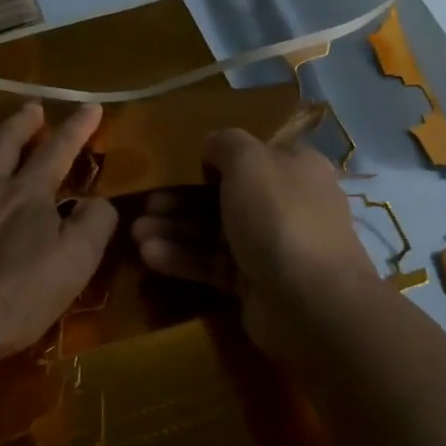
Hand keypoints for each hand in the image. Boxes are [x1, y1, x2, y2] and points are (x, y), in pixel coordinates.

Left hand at [0, 101, 116, 379]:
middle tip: (32, 108)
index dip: (77, 127)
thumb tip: (101, 202)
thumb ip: (95, 225)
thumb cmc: (17, 297)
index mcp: (27, 194)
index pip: (58, 150)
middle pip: (4, 143)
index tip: (91, 106)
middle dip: (22, 122)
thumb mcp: (76, 264)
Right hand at [132, 128, 377, 354]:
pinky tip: (149, 256)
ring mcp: (271, 246)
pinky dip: (184, 258)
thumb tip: (212, 142)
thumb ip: (226, 144)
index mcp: (294, 167)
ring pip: (215, 231)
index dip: (213, 156)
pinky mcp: (254, 284)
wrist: (310, 303)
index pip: (251, 154)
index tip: (174, 161)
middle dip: (182, 197)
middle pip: (226, 194)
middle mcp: (286, 203)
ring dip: (176, 229)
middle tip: (146, 202)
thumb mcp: (249, 161)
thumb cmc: (279, 216)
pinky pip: (214, 264)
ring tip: (135, 233)